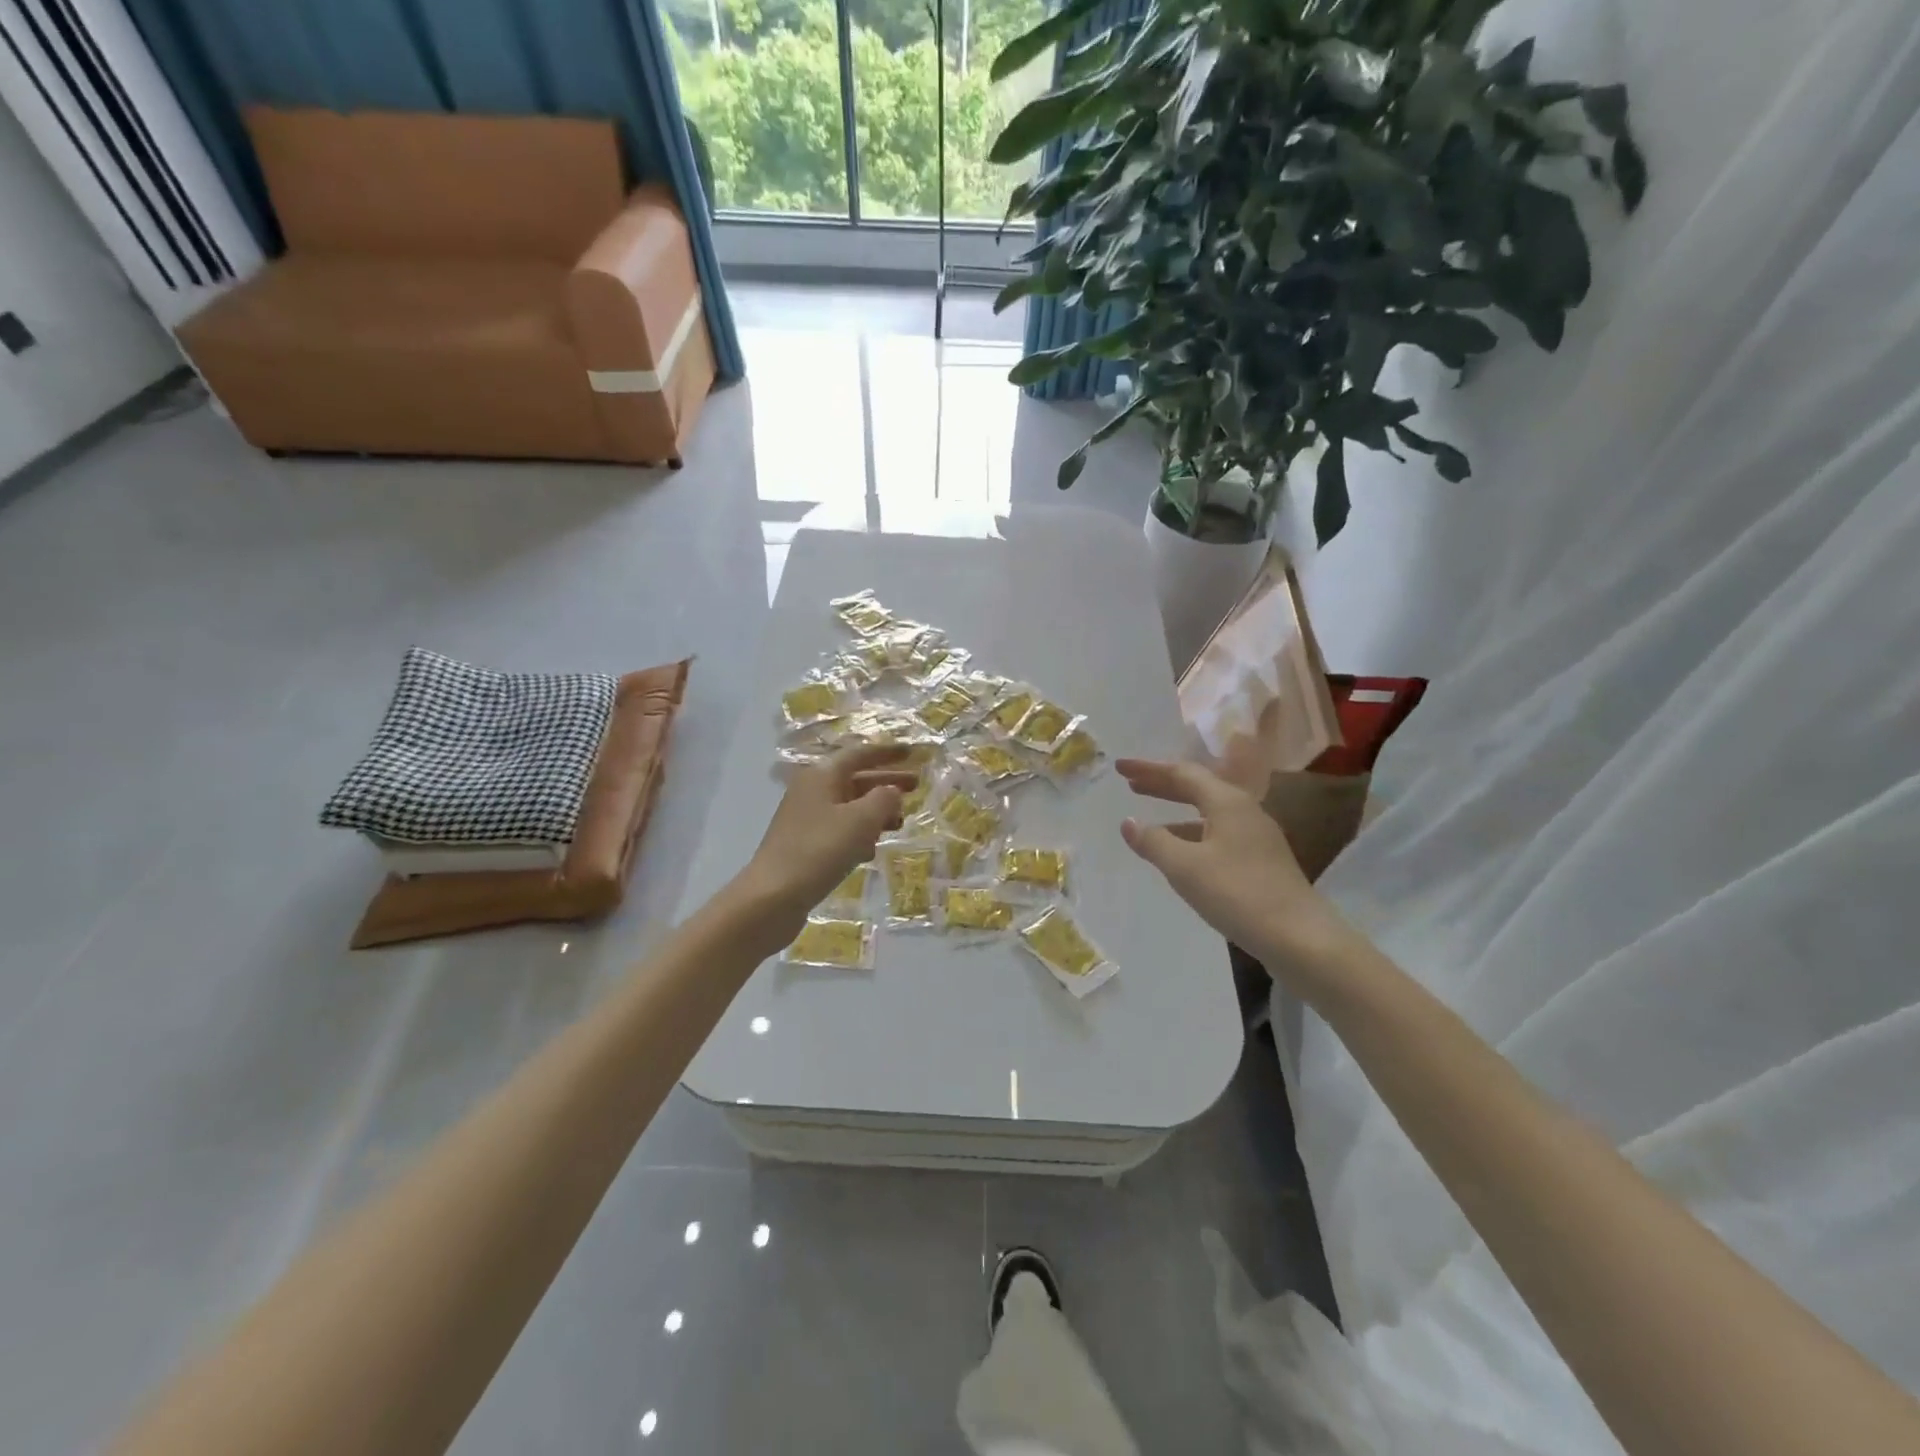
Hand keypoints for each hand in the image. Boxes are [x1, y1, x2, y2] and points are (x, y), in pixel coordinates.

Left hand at [733, 745, 915, 938]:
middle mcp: (812, 791)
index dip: (887, 753)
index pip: (860, 754)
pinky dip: (859, 833)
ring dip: (876, 811)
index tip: (912, 753)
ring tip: (900, 822)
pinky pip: (840, 830)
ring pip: (849, 806)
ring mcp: (806, 819)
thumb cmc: (819, 850)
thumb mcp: (861, 821)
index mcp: (822, 775)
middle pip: (856, 779)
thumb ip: (884, 799)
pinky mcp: (805, 845)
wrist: (772, 897)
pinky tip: (872, 849)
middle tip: (917, 786)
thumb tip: (892, 791)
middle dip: (886, 782)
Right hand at [1117, 757, 1350, 970]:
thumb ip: (1153, 842)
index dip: (1148, 769)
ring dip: (1176, 811)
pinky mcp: (1261, 860)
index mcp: (1227, 802)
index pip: (1181, 773)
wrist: (1299, 937)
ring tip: (1149, 819)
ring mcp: (1256, 836)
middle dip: (1162, 784)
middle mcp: (1244, 811)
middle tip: (1131, 783)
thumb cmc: (1237, 894)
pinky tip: (1181, 853)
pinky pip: (1217, 833)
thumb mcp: (1185, 867)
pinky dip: (1192, 833)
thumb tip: (1128, 822)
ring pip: (1208, 812)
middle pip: (1197, 788)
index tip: (1120, 767)